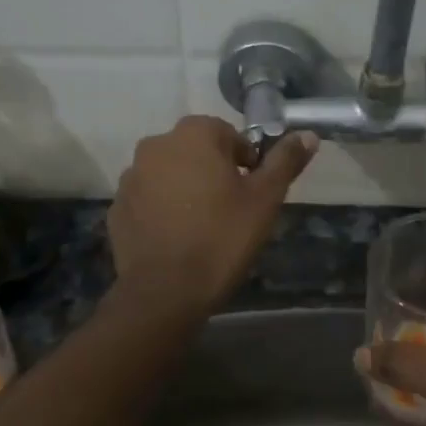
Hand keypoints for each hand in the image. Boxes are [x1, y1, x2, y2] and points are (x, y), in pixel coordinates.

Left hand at [109, 116, 316, 316]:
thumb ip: (285, 161)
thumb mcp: (265, 199)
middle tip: (231, 209)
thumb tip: (308, 135)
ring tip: (202, 226)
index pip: (227, 134)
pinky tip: (177, 239)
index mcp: (193, 135)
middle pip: (195, 151)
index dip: (244, 161)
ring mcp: (131, 177)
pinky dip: (162, 210)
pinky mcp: (117, 208)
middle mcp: (155, 146)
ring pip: (169, 174)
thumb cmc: (222, 238)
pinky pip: (148, 200)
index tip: (251, 192)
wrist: (165, 292)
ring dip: (185, 189)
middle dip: (213, 172)